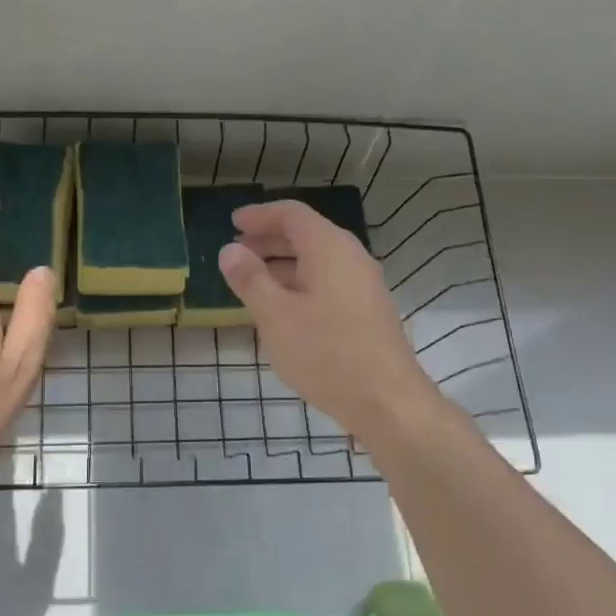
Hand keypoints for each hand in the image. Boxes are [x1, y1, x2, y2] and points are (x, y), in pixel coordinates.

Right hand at [219, 198, 436, 443]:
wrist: (386, 401)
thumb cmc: (326, 353)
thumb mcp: (276, 316)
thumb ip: (250, 279)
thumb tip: (230, 250)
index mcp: (330, 248)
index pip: (292, 214)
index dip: (260, 215)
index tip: (233, 222)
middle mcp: (351, 258)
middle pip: (306, 235)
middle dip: (269, 239)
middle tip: (236, 251)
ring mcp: (363, 285)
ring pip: (317, 261)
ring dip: (283, 263)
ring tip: (252, 280)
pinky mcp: (366, 311)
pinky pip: (327, 282)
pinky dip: (300, 283)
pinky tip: (282, 308)